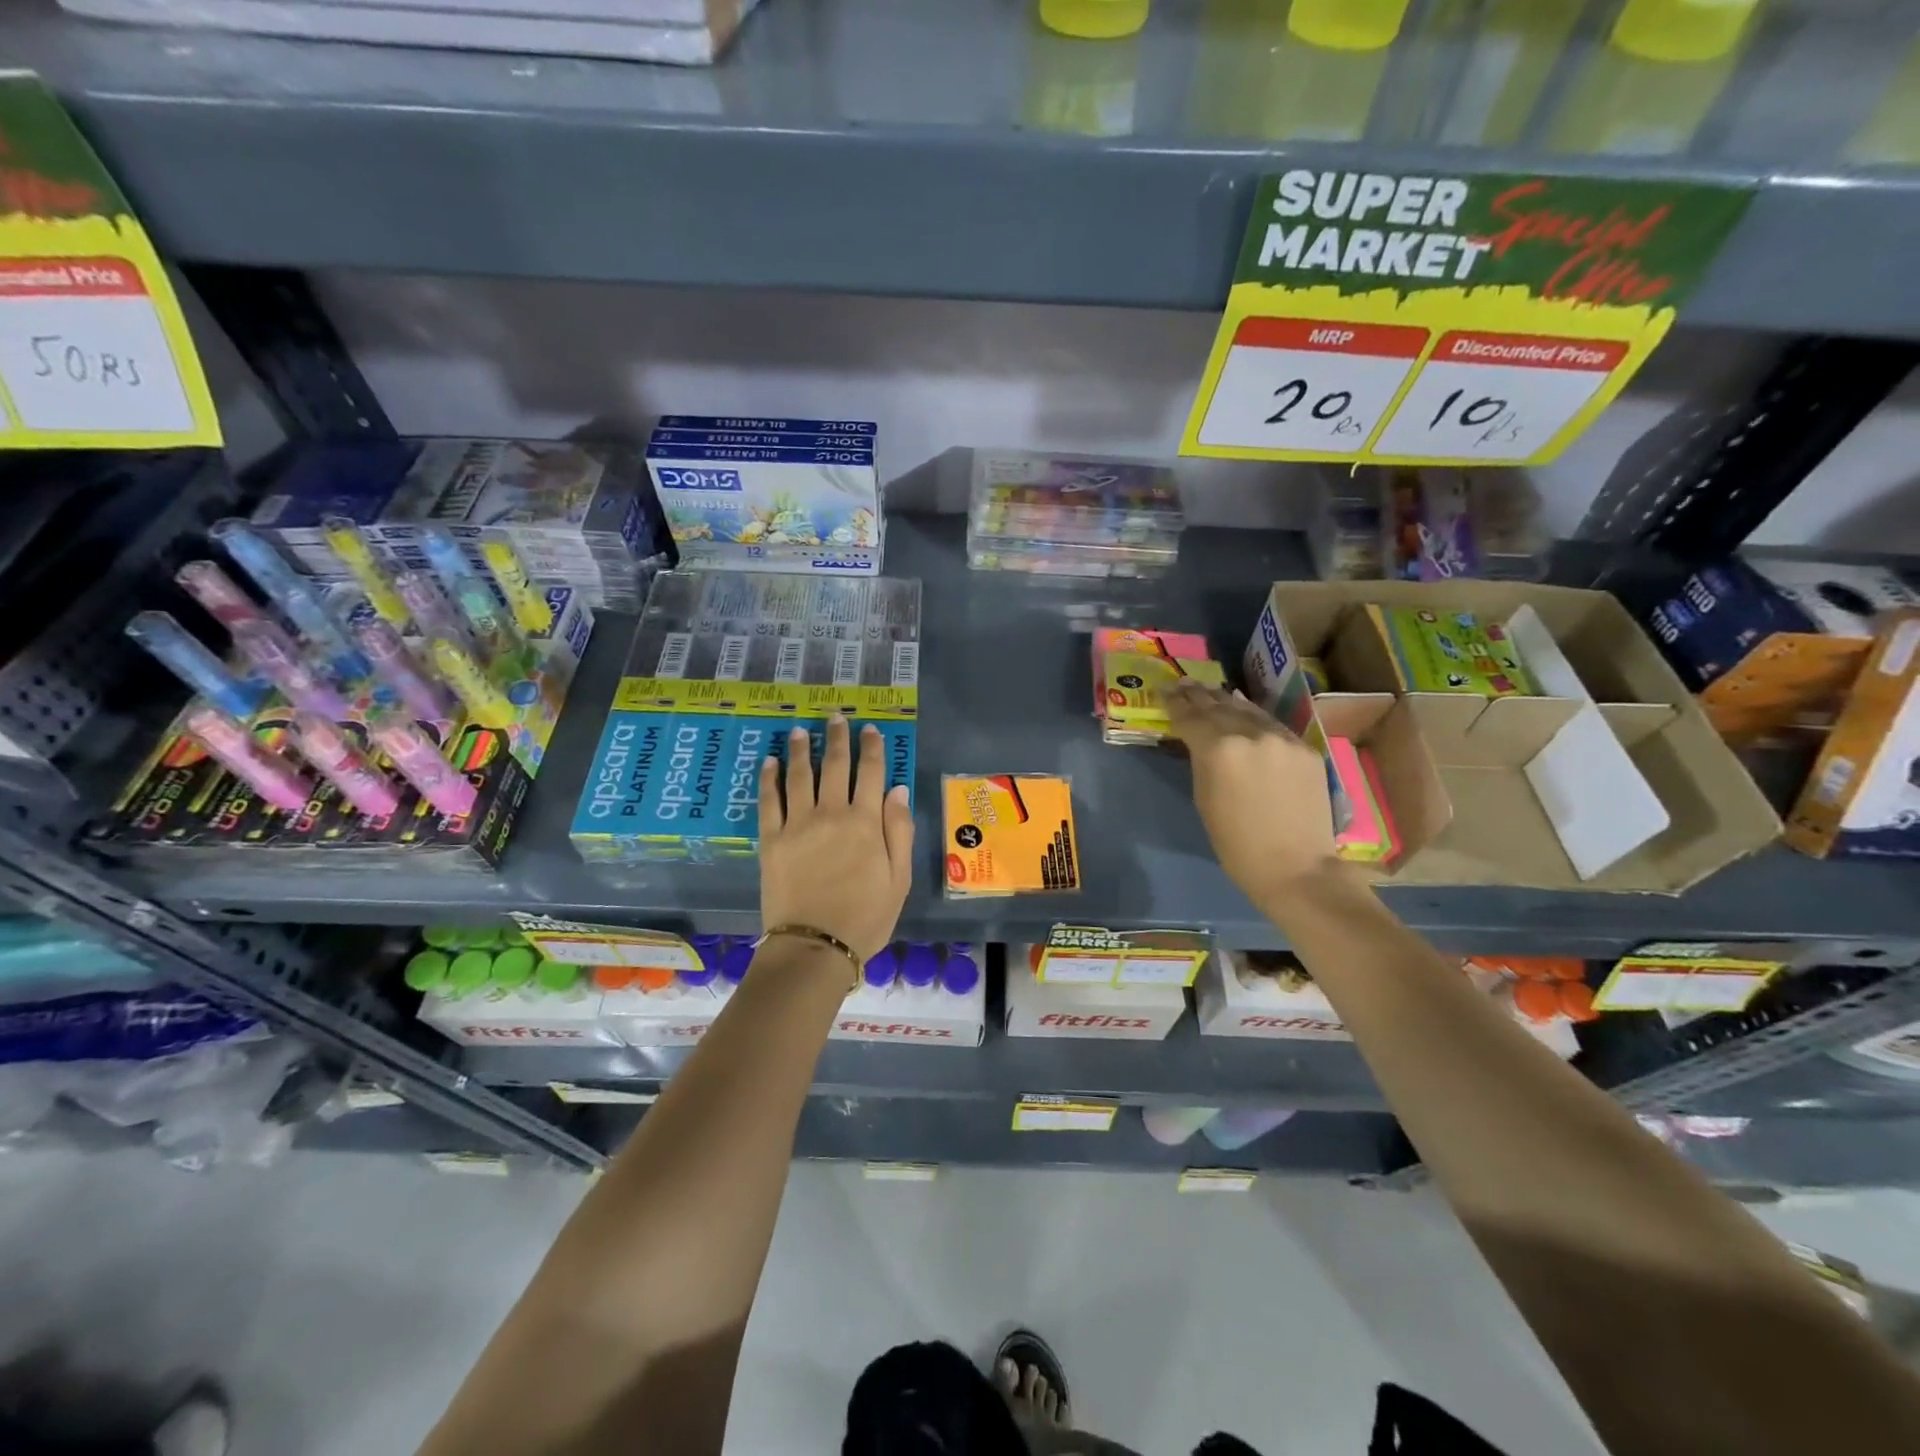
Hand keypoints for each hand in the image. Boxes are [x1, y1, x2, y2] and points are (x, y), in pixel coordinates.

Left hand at [759, 716, 914, 961]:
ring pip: (800, 775)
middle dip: (838, 737)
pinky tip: (770, 762)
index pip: (871, 773)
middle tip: (836, 717)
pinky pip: (768, 800)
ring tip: (801, 730)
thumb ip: (899, 831)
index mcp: (865, 823)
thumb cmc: (865, 918)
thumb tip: (898, 789)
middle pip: (835, 765)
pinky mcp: (771, 840)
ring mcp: (797, 824)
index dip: (872, 748)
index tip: (871, 729)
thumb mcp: (898, 879)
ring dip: (802, 749)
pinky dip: (769, 778)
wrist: (815, 948)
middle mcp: (831, 813)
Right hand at [1165, 679, 1339, 908]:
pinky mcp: (1305, 747)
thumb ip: (1201, 761)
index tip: (1164, 691)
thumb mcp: (1204, 799)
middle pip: (1218, 707)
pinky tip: (1244, 708)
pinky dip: (1254, 715)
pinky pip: (1272, 725)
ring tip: (1210, 691)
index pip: (1190, 717)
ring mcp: (1282, 738)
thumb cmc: (1237, 844)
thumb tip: (1199, 740)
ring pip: (1248, 710)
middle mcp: (1251, 734)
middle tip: (1183, 684)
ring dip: (1226, 700)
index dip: (1175, 704)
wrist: (1296, 867)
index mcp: (1219, 749)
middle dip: (1198, 695)